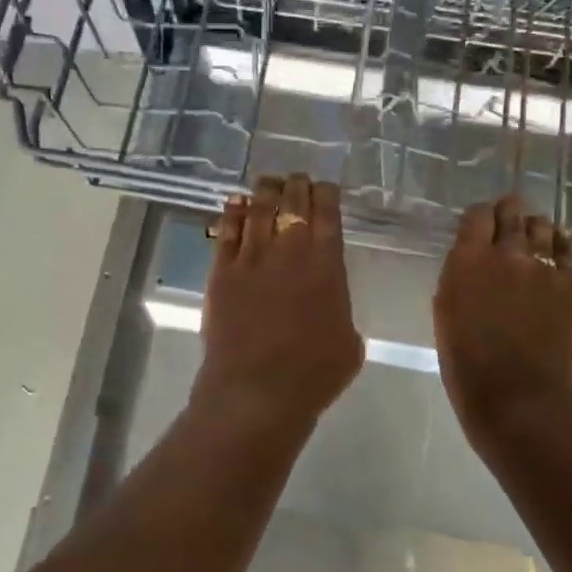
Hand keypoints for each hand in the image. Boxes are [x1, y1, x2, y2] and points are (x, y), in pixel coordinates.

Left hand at [199, 174, 362, 427]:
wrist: (257, 391)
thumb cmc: (313, 375)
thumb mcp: (349, 342)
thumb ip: (340, 310)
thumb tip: (328, 302)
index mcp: (326, 264)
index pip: (327, 213)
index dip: (326, 194)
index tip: (325, 187)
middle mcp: (289, 251)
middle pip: (292, 203)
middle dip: (297, 186)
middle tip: (297, 180)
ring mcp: (251, 258)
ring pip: (258, 209)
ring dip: (265, 191)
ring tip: (269, 182)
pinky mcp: (222, 272)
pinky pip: (227, 231)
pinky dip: (232, 212)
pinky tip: (235, 202)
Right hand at [434, 194, 571, 448]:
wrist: (523, 403)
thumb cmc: (469, 370)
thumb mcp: (446, 319)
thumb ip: (458, 283)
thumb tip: (469, 268)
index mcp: (467, 262)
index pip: (476, 215)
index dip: (479, 215)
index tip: (478, 223)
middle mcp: (506, 255)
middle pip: (511, 212)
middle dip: (508, 211)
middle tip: (506, 218)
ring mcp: (543, 269)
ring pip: (542, 227)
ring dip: (534, 227)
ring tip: (532, 235)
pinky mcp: (570, 287)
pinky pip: (568, 252)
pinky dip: (561, 244)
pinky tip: (558, 247)